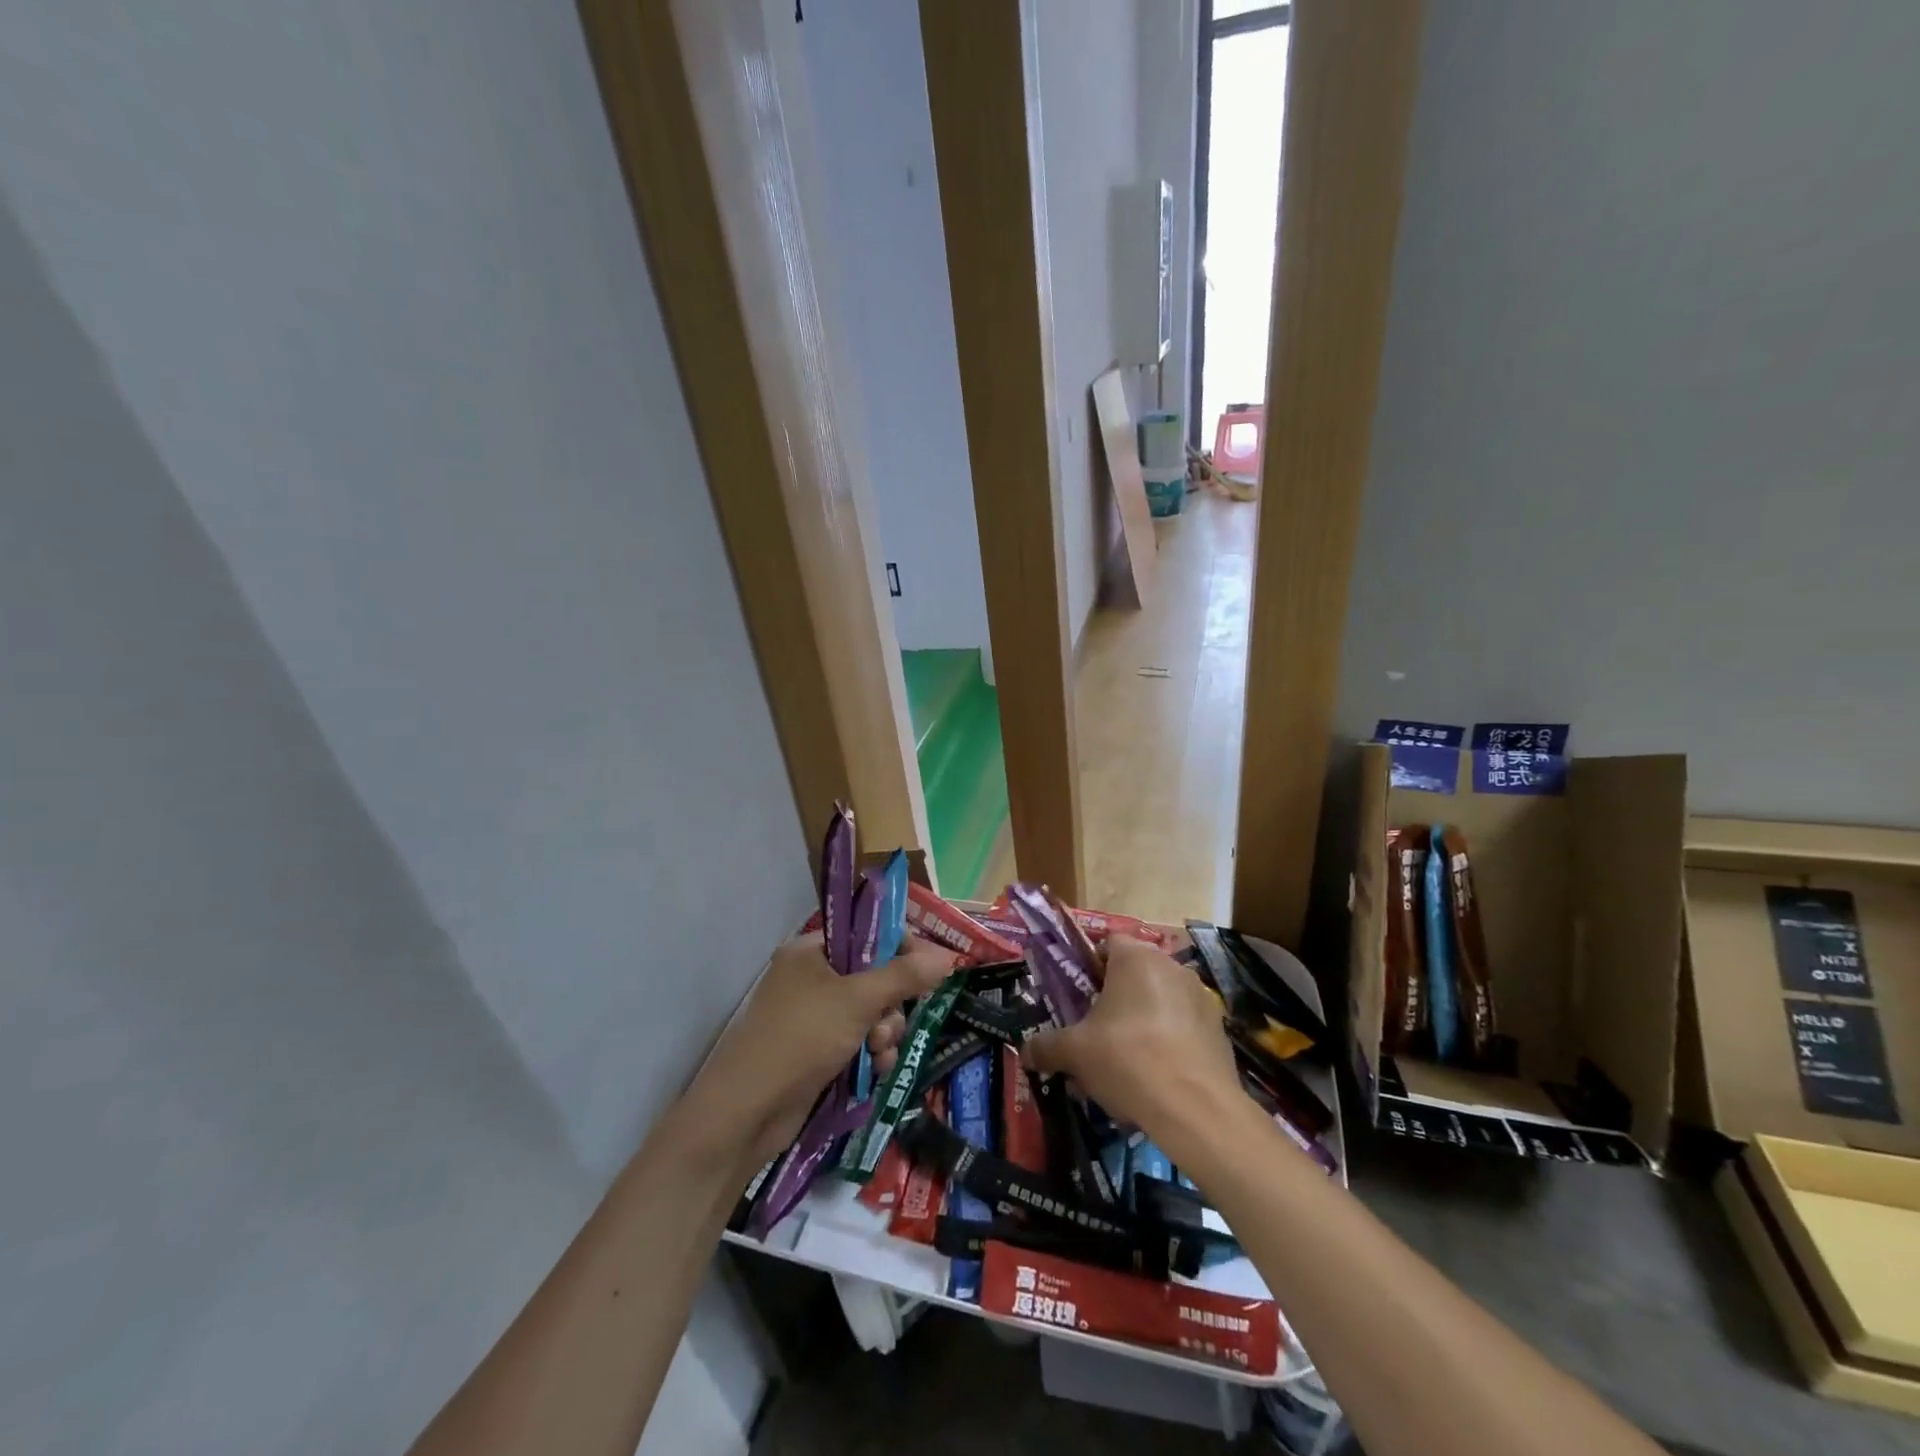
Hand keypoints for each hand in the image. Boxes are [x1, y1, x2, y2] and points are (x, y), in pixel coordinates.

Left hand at [684, 934, 952, 1169]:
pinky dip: (871, 1053)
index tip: (930, 969)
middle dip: (891, 1004)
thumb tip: (949, 956)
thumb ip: (905, 976)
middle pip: (874, 976)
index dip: (902, 949)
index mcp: (811, 951)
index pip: (868, 934)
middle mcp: (812, 978)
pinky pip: (859, 1041)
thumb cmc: (801, 1038)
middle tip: (889, 1022)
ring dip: (884, 1033)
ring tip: (878, 1051)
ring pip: (871, 1013)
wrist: (747, 1112)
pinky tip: (875, 1069)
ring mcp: (813, 1017)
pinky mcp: (816, 1052)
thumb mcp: (857, 1001)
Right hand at [1022, 936, 1240, 1133]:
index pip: (1108, 943)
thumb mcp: (1074, 1052)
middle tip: (1096, 1030)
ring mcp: (1200, 997)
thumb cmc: (1127, 1060)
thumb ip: (1047, 1046)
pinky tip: (1156, 1076)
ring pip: (1160, 999)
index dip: (1090, 967)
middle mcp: (1172, 966)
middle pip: (1135, 972)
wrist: (1196, 1109)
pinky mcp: (1218, 1029)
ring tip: (1126, 1060)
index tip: (1079, 997)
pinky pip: (1183, 1026)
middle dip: (1116, 997)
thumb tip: (1026, 1051)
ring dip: (1143, 1019)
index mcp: (1136, 958)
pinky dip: (1169, 1042)